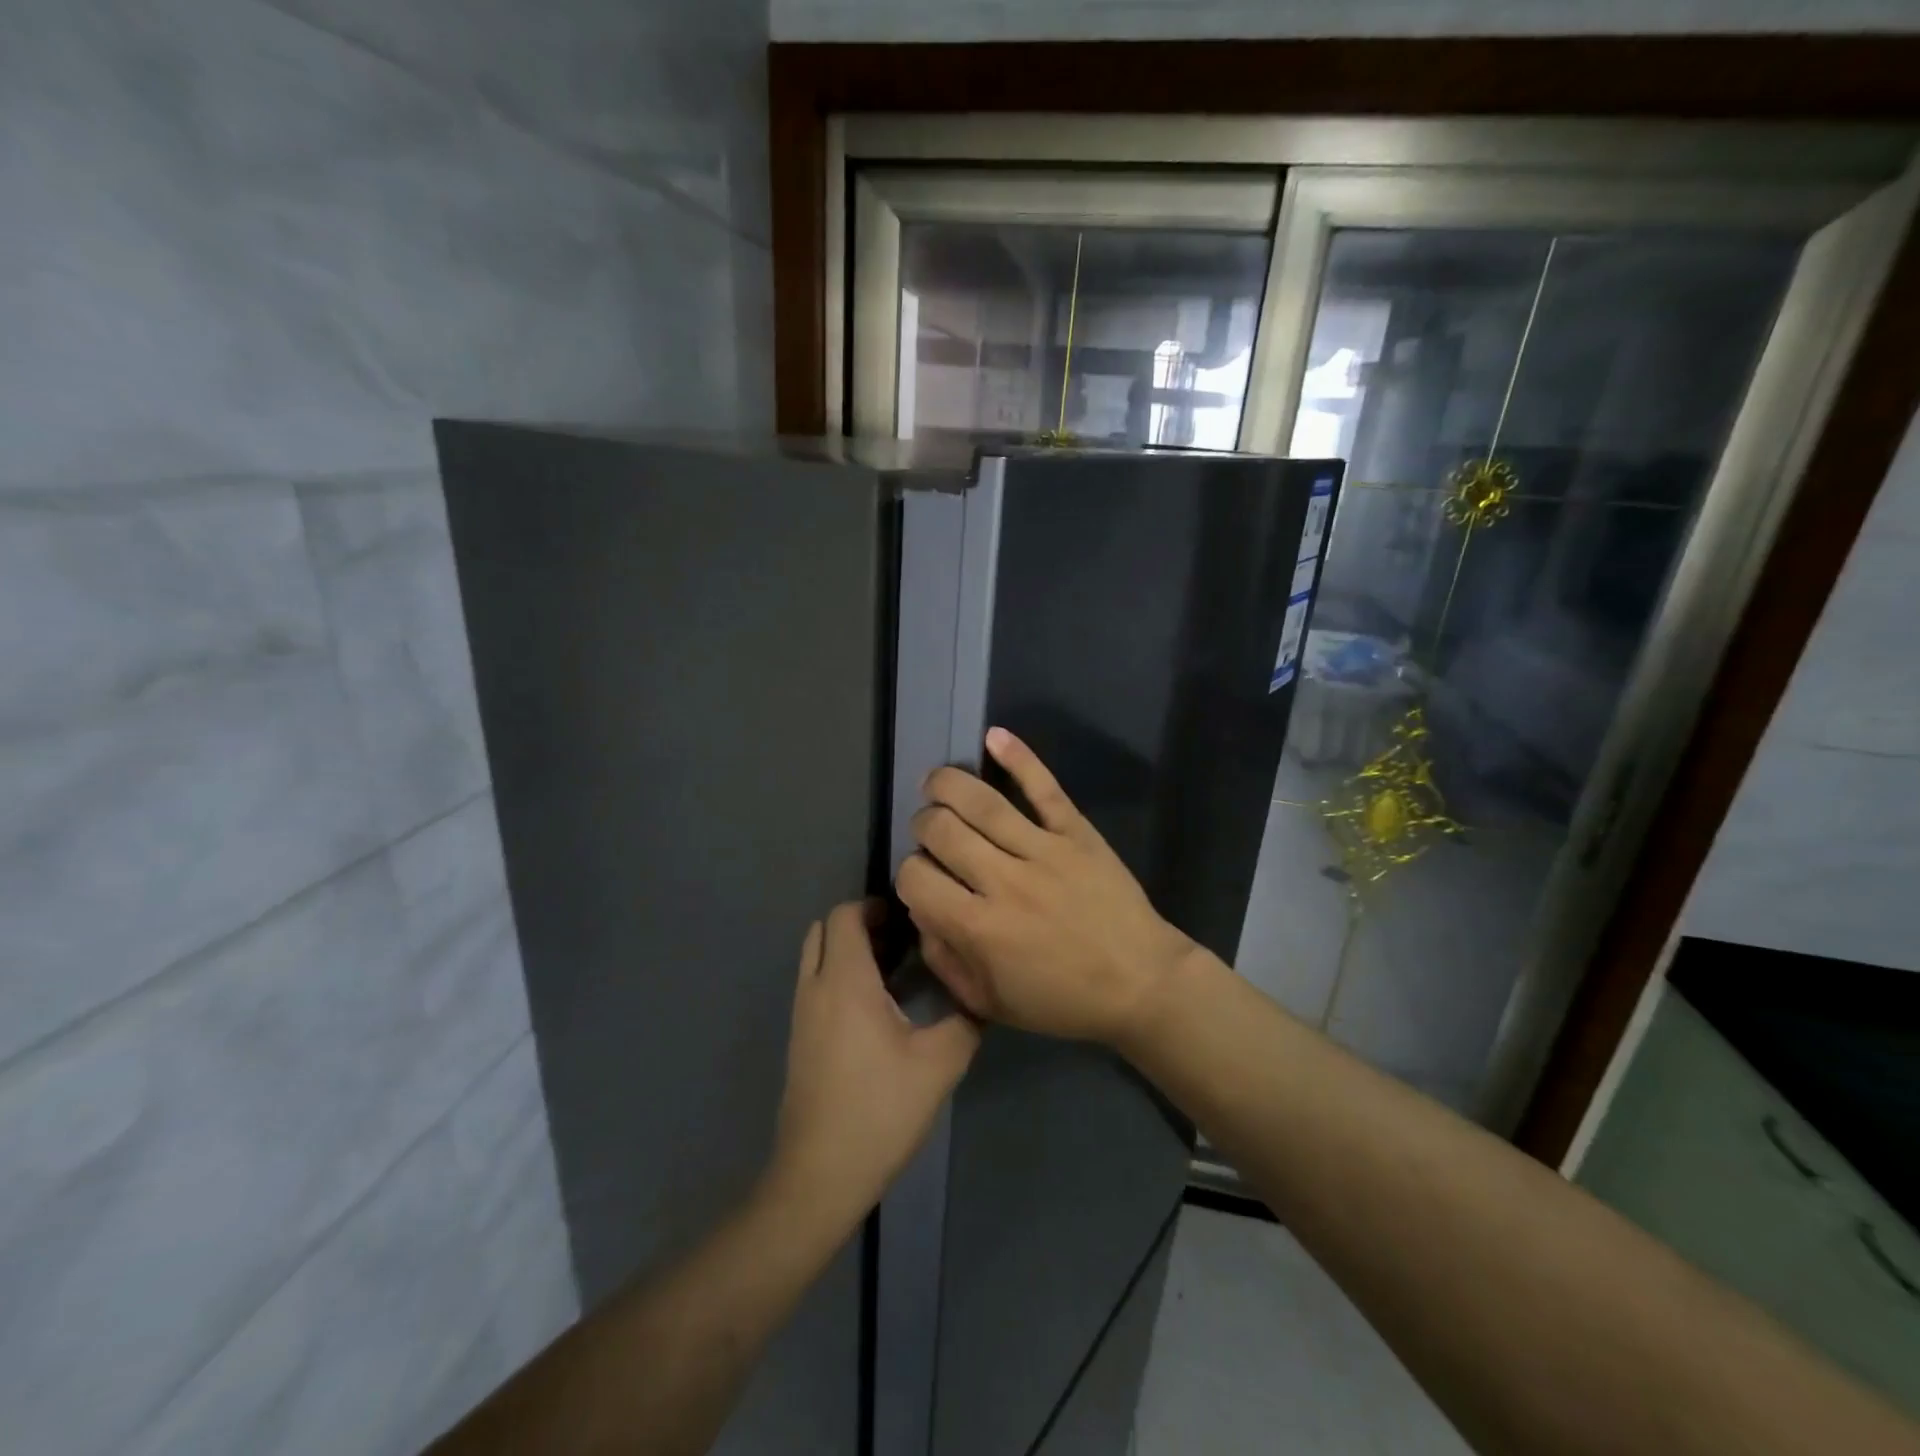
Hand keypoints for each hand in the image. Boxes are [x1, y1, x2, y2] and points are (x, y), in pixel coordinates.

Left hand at [767, 902, 979, 1229]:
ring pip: (816, 958)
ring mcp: (802, 1015)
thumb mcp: (939, 1064)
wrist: (819, 1176)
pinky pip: (815, 985)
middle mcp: (815, 988)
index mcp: (845, 981)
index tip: (910, 919)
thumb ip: (966, 1021)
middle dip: (859, 924)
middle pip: (824, 929)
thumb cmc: (879, 1110)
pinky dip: (839, 976)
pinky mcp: (799, 1039)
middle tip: (902, 940)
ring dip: (848, 951)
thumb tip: (980, 994)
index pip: (845, 915)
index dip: (874, 906)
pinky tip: (877, 1008)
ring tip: (895, 970)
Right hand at [895, 727, 1197, 1045]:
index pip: (917, 878)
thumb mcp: (991, 1003)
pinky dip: (1018, 758)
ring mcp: (1044, 850)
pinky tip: (992, 737)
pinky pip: (1043, 788)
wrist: (1142, 983)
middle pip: (941, 830)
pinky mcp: (1076, 832)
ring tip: (935, 782)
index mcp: (980, 928)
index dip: (908, 874)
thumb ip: (946, 959)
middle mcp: (1004, 881)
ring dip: (947, 784)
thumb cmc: (1064, 1000)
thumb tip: (922, 913)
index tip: (922, 879)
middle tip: (930, 831)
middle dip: (923, 825)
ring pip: (982, 803)